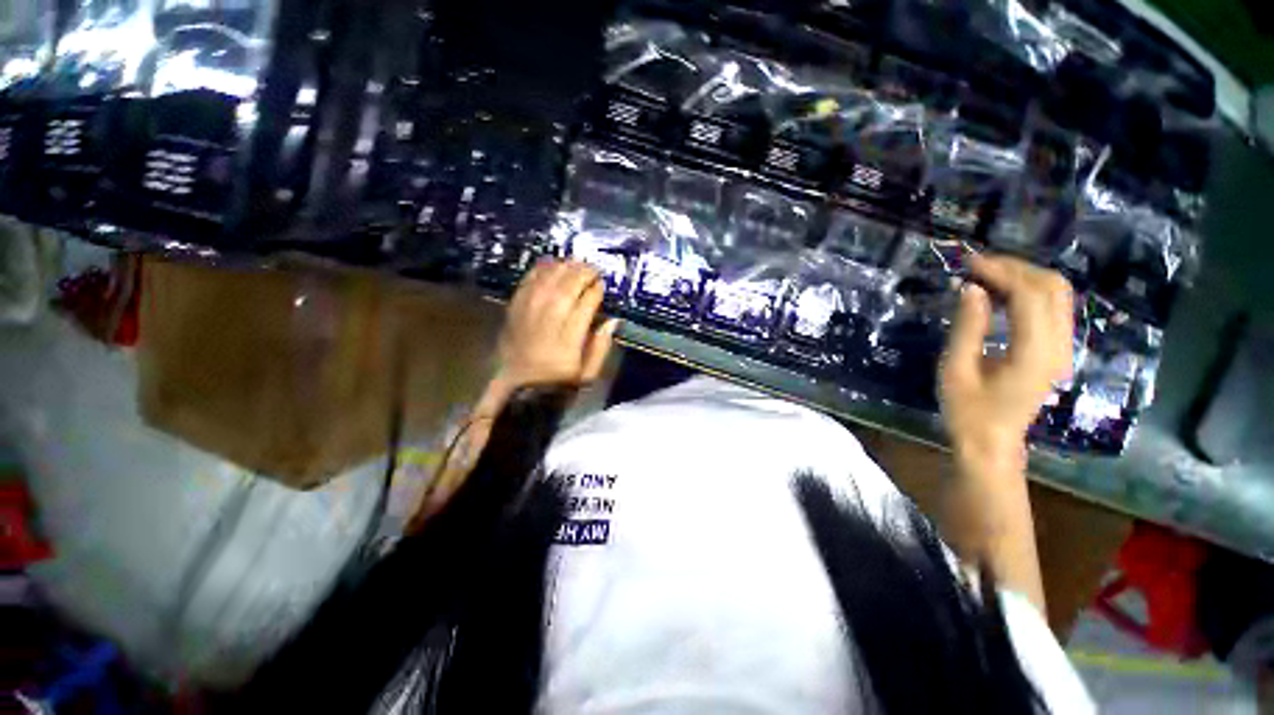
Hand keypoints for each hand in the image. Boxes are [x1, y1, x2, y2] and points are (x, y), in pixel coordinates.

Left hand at [495, 260, 617, 391]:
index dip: (596, 290)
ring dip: (565, 267)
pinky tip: (553, 264)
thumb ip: (601, 347)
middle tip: (593, 268)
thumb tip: (613, 320)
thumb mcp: (587, 374)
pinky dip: (542, 269)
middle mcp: (548, 321)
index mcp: (568, 340)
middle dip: (583, 273)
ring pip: (548, 280)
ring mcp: (528, 311)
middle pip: (567, 288)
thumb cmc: (556, 380)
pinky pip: (529, 280)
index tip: (602, 283)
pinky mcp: (515, 307)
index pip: (585, 305)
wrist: (514, 382)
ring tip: (577, 262)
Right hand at [940, 254, 1073, 466]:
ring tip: (986, 275)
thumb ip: (967, 327)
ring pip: (1058, 295)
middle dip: (1015, 268)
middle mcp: (1058, 347)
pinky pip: (1052, 309)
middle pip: (1052, 288)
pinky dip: (1028, 292)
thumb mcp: (955, 369)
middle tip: (976, 266)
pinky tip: (1000, 294)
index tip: (969, 263)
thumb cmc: (967, 411)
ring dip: (1024, 277)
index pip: (1030, 296)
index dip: (1001, 272)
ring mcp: (1063, 349)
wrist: (992, 443)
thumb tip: (971, 288)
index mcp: (1033, 354)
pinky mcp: (1057, 351)